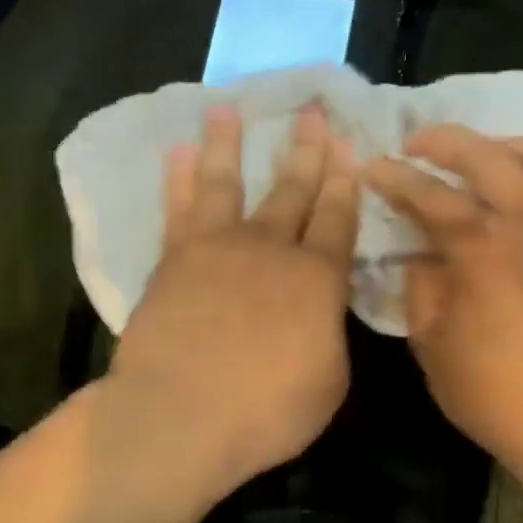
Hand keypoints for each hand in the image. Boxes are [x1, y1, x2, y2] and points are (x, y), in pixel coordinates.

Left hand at [108, 103, 359, 493]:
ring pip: (227, 182)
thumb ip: (328, 333)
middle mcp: (271, 249)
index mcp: (317, 279)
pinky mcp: (173, 259)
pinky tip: (178, 152)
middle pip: (292, 191)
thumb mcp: (328, 381)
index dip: (346, 186)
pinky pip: (178, 207)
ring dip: (229, 143)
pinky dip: (178, 177)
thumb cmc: (266, 412)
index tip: (349, 150)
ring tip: (228, 107)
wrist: (181, 415)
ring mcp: (218, 248)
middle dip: (306, 152)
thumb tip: (320, 309)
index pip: (338, 221)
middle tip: (312, 114)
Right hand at [364, 125, 522, 478]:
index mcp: (480, 247)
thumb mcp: (433, 348)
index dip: (392, 178)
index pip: (425, 194)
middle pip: (486, 154)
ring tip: (490, 155)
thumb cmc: (500, 396)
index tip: (371, 170)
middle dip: (444, 141)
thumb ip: (421, 289)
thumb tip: (420, 255)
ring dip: (509, 146)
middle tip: (419, 144)